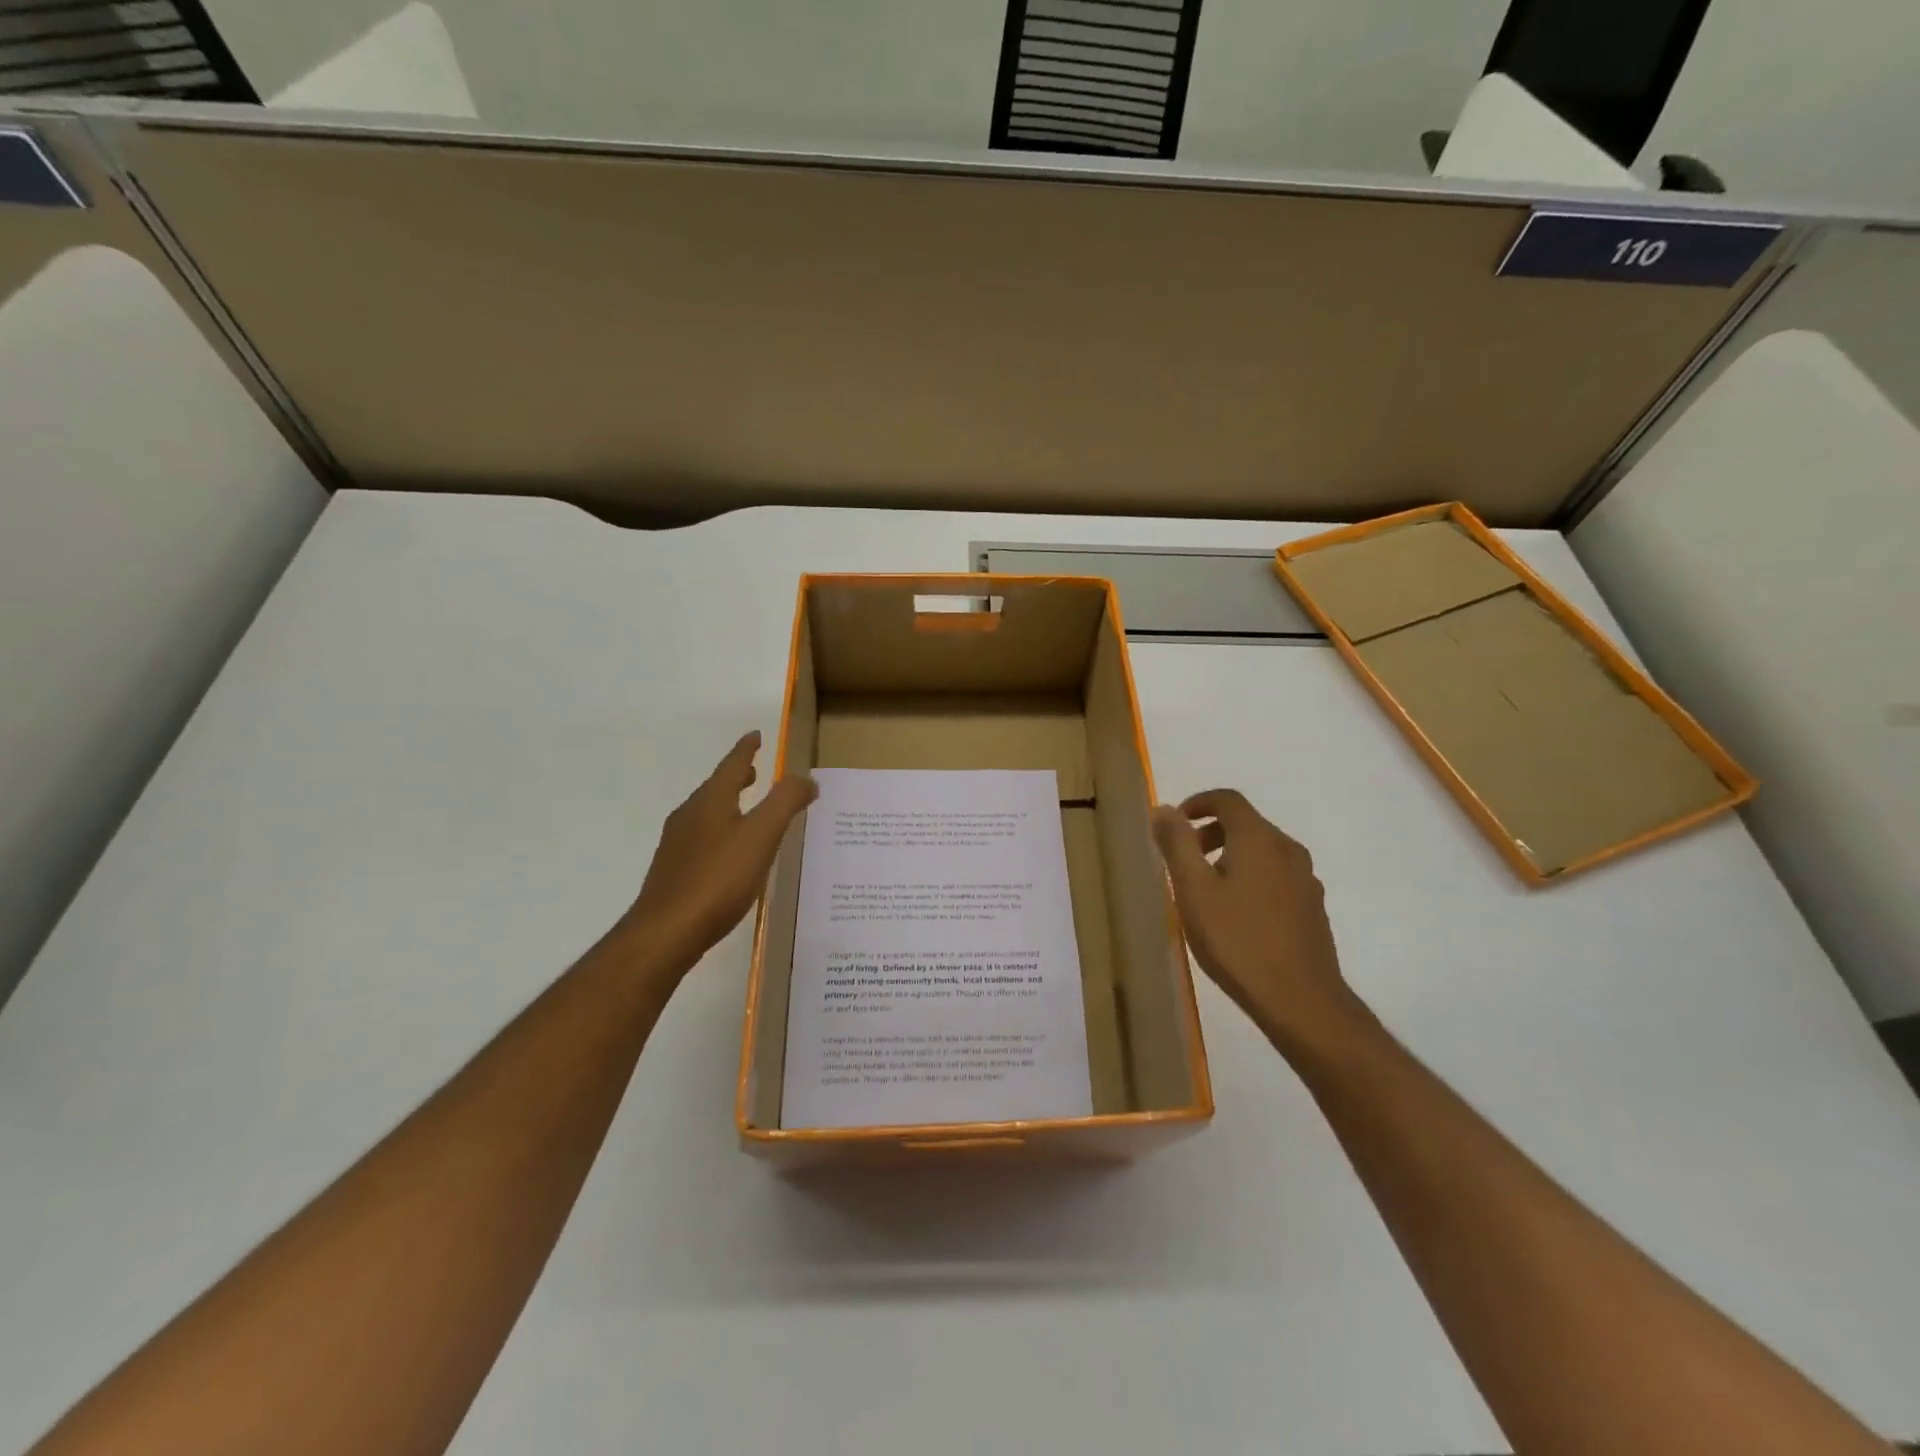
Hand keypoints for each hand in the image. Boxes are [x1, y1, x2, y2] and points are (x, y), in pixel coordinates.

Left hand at [621, 731, 816, 978]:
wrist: (666, 932)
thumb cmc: (718, 878)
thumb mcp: (761, 836)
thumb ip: (785, 803)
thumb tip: (806, 778)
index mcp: (711, 802)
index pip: (731, 765)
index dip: (746, 749)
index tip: (755, 735)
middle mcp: (690, 816)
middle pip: (716, 788)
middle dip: (737, 777)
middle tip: (754, 770)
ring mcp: (678, 845)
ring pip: (707, 814)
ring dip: (728, 804)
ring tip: (746, 808)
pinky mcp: (674, 872)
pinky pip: (702, 839)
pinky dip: (721, 831)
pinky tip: (730, 854)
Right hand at [1152, 789, 1359, 1055]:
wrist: (1300, 1000)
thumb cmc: (1237, 940)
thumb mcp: (1193, 890)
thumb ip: (1177, 844)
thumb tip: (1164, 809)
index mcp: (1258, 839)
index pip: (1228, 800)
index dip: (1198, 802)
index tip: (1174, 823)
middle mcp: (1287, 850)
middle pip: (1247, 825)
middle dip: (1210, 833)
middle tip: (1184, 861)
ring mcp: (1306, 880)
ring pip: (1263, 852)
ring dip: (1231, 857)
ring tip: (1207, 892)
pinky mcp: (1313, 908)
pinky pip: (1276, 877)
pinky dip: (1252, 879)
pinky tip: (1237, 917)